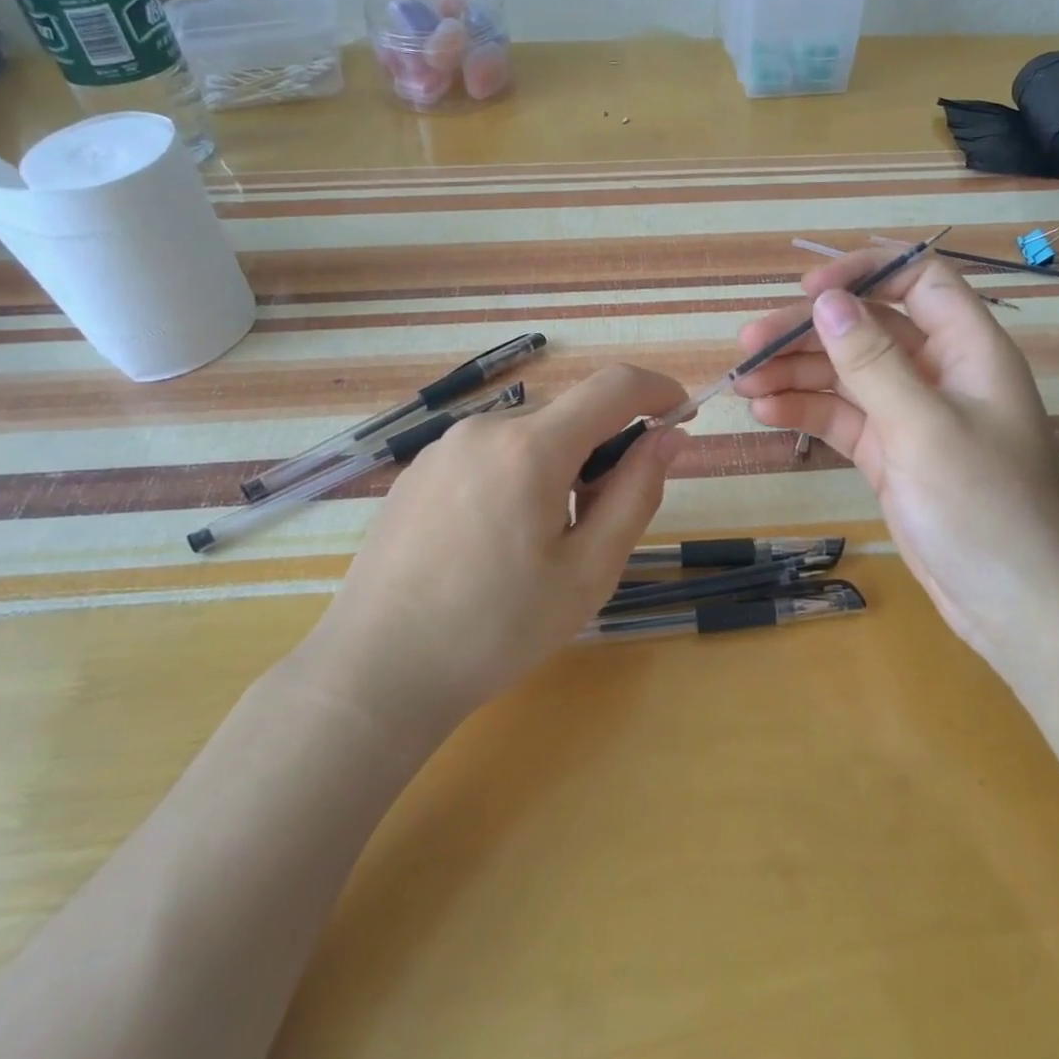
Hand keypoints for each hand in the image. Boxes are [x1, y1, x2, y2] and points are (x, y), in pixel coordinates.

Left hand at [301, 365, 688, 733]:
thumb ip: (637, 492)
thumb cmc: (497, 628)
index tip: (681, 415)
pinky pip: (490, 453)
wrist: (377, 671)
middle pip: (570, 416)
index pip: (614, 387)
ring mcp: (444, 447)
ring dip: (560, 466)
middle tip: (603, 519)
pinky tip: (495, 540)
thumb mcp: (589, 570)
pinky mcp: (419, 470)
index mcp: (531, 448)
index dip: (658, 390)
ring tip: (543, 541)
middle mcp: (484, 428)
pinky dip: (519, 475)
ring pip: (530, 436)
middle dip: (604, 449)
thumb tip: (669, 436)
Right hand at [734, 249, 1058, 671]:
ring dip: (795, 373)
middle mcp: (939, 372)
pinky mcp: (889, 453)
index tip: (808, 291)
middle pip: (867, 328)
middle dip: (807, 332)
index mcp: (967, 349)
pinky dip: (805, 411)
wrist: (1013, 606)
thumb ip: (872, 361)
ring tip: (743, 382)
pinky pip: (841, 417)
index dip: (864, 273)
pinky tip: (766, 412)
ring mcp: (911, 414)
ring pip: (846, 373)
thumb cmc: (983, 508)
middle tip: (747, 344)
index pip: (917, 280)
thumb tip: (826, 301)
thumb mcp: (923, 428)